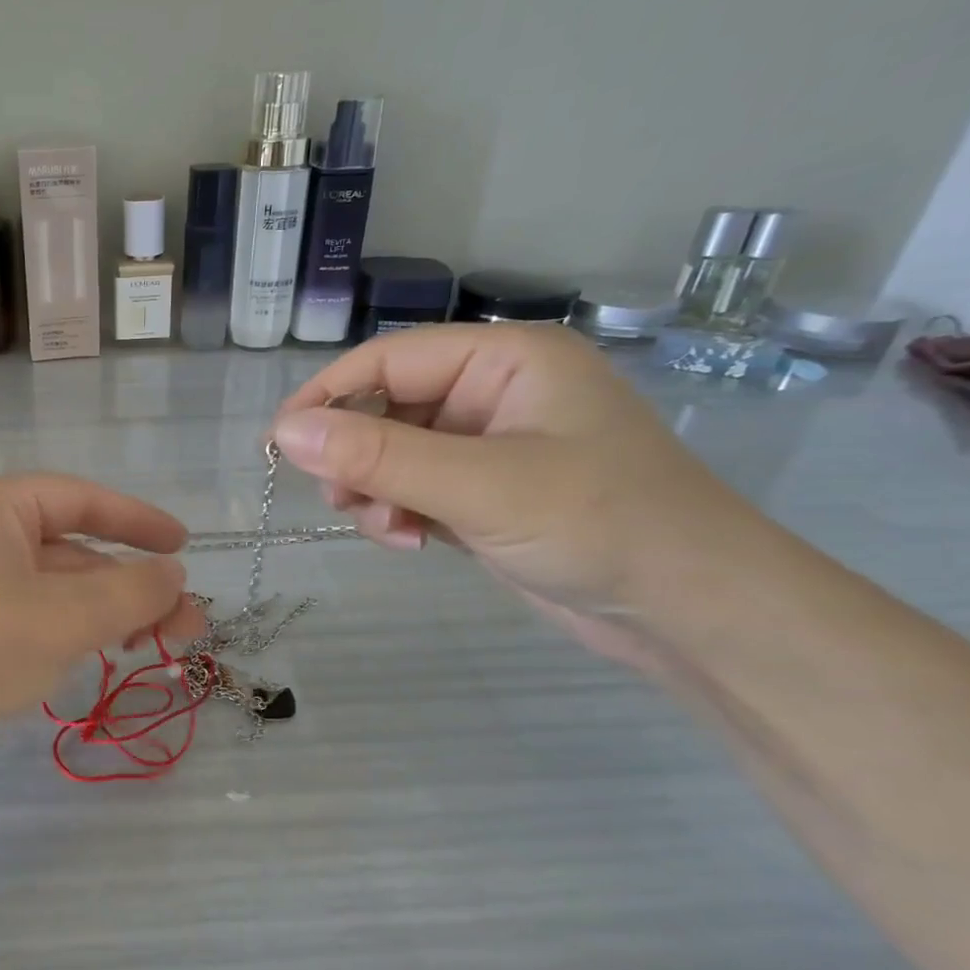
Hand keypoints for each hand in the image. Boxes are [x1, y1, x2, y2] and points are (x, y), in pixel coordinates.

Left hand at [0, 475, 200, 802]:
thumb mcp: (65, 616)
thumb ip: (131, 591)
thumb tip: (174, 575)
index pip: (77, 498)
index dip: (137, 519)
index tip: (184, 547)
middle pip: (70, 550)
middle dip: (131, 585)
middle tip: (186, 625)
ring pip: (52, 591)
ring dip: (106, 613)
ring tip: (156, 648)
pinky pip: (29, 620)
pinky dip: (70, 633)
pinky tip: (100, 658)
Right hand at [273, 325, 760, 665]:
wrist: (691, 609)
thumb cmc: (599, 524)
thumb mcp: (479, 485)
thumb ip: (378, 457)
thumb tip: (284, 432)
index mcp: (504, 360)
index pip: (388, 360)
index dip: (327, 396)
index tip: (278, 444)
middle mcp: (493, 394)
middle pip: (387, 408)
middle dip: (356, 456)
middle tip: (340, 501)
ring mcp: (491, 446)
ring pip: (394, 454)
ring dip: (376, 491)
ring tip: (388, 530)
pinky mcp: (487, 493)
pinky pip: (417, 489)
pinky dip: (401, 513)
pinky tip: (412, 542)